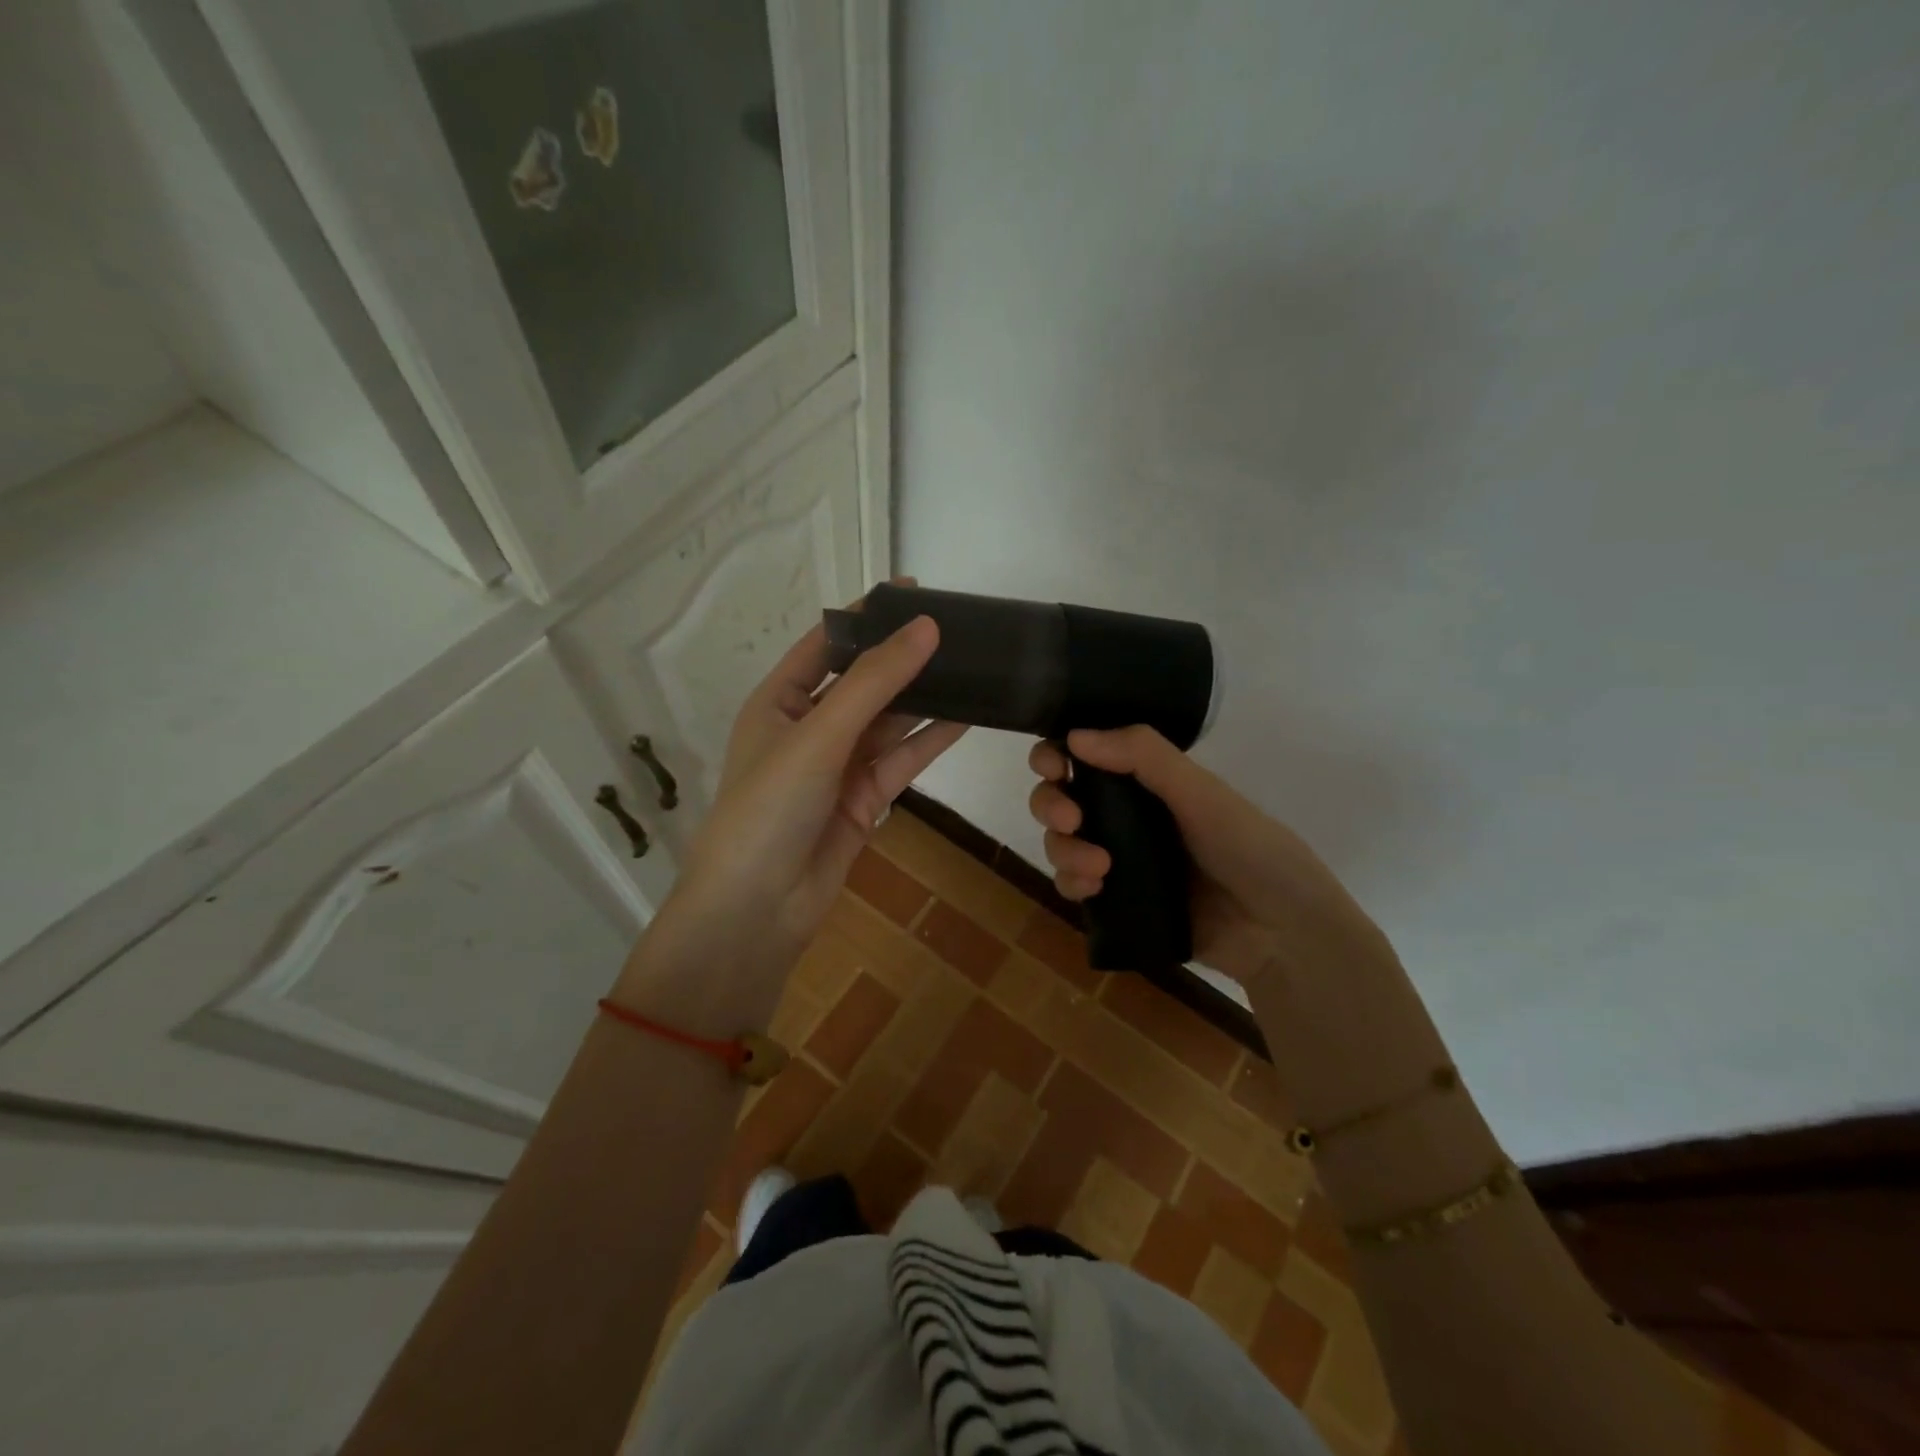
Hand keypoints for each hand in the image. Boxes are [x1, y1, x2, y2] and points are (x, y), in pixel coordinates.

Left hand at [641, 586, 965, 984]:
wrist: (758, 909)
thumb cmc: (771, 807)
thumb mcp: (819, 734)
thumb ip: (874, 682)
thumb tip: (925, 627)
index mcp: (779, 701)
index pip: (827, 644)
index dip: (866, 617)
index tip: (914, 591)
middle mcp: (809, 727)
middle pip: (864, 681)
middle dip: (904, 657)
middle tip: (957, 628)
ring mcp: (839, 765)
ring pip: (889, 721)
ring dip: (925, 697)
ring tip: (972, 666)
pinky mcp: (864, 800)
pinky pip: (902, 760)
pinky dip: (931, 740)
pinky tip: (968, 718)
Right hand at [1027, 727, 1394, 990]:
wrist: (1281, 932)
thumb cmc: (1250, 849)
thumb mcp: (1202, 794)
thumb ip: (1144, 757)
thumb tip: (1074, 734)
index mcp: (1146, 780)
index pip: (1084, 756)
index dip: (1056, 756)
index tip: (1053, 767)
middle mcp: (1125, 814)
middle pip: (1061, 798)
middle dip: (1052, 804)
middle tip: (1071, 819)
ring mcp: (1119, 858)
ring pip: (1061, 843)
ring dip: (1063, 849)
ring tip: (1097, 867)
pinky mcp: (1117, 901)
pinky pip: (1074, 885)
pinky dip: (1071, 882)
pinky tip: (1091, 889)